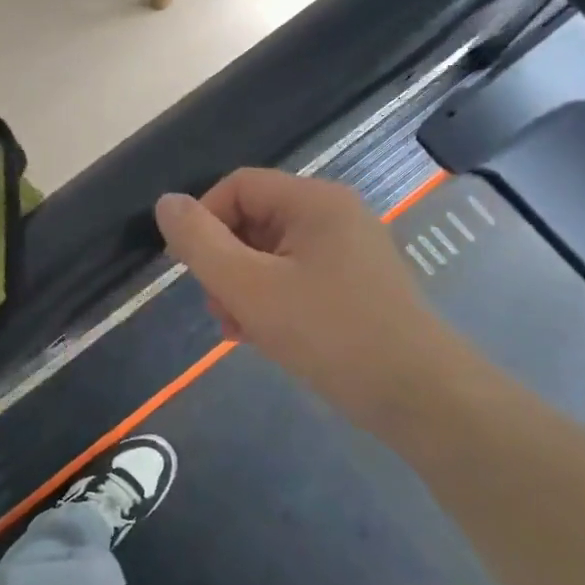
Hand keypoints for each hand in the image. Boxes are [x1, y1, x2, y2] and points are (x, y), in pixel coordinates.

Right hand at [153, 169, 467, 424]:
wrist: (419, 398)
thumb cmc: (330, 333)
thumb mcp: (250, 287)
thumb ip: (200, 243)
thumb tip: (165, 203)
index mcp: (315, 201)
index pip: (237, 186)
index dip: (204, 220)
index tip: (189, 267)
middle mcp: (334, 216)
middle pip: (253, 220)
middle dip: (224, 263)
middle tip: (218, 308)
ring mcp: (347, 252)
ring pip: (269, 254)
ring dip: (242, 287)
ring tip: (239, 330)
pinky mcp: (353, 286)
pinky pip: (294, 278)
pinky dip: (270, 301)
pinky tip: (262, 336)